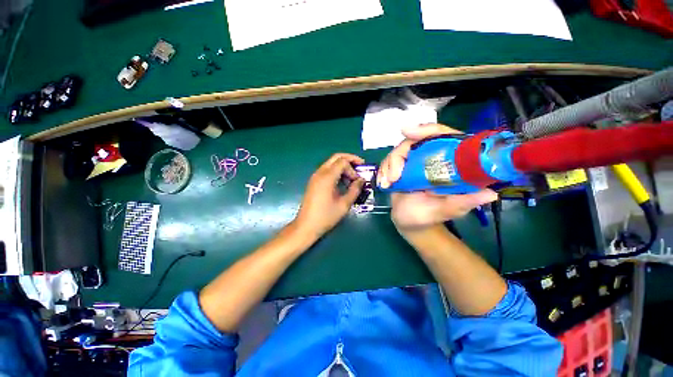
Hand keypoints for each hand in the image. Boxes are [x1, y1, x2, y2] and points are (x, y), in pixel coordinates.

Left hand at [295, 153, 364, 238]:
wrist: (306, 226)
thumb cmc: (326, 216)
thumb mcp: (344, 204)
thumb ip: (355, 190)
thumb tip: (362, 180)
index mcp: (327, 177)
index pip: (343, 162)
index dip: (354, 168)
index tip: (359, 179)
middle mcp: (320, 173)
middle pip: (336, 157)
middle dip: (350, 159)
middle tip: (360, 166)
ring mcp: (315, 177)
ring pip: (331, 163)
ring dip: (343, 166)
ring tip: (352, 177)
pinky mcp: (314, 182)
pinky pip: (327, 170)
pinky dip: (336, 171)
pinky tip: (342, 182)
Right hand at [378, 124, 497, 231]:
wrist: (409, 222)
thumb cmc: (429, 217)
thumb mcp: (447, 211)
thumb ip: (463, 203)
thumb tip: (490, 194)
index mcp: (448, 163)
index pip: (443, 136)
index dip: (428, 130)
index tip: (408, 132)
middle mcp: (431, 158)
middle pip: (414, 141)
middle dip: (399, 156)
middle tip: (393, 175)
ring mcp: (413, 162)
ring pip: (398, 150)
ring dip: (389, 165)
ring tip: (388, 183)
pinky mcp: (399, 168)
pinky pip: (389, 160)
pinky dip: (383, 170)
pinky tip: (383, 183)